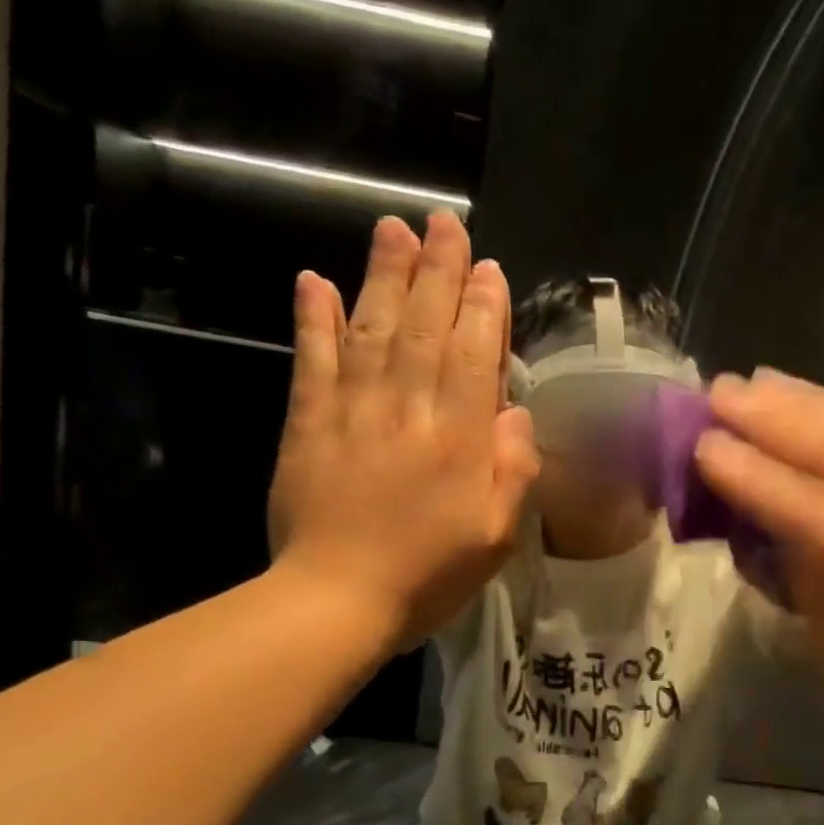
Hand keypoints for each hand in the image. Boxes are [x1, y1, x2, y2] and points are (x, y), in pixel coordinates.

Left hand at [267, 212, 538, 645]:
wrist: (336, 601)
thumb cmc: (428, 576)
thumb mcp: (495, 537)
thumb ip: (513, 472)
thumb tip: (515, 413)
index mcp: (459, 439)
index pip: (476, 356)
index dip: (483, 308)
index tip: (487, 267)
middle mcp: (409, 410)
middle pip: (425, 328)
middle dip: (437, 272)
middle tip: (443, 223)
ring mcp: (353, 412)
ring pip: (372, 330)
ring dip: (383, 276)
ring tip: (392, 230)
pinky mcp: (307, 424)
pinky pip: (312, 361)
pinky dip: (312, 319)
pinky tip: (313, 280)